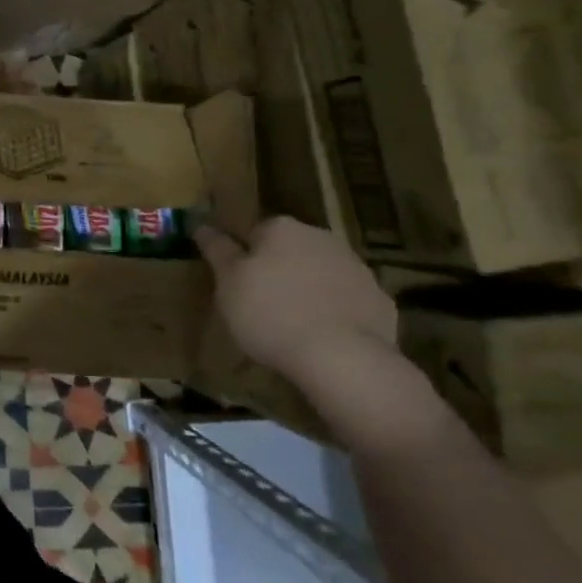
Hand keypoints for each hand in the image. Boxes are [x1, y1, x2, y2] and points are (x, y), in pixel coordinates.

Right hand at [194, 217, 398, 384]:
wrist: (341, 357)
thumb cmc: (270, 313)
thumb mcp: (228, 282)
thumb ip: (217, 250)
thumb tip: (201, 225)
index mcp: (281, 229)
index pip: (255, 232)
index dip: (244, 257)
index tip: (237, 284)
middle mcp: (321, 237)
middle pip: (290, 249)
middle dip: (278, 269)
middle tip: (261, 304)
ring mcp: (356, 268)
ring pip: (321, 272)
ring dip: (307, 289)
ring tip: (292, 324)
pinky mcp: (380, 300)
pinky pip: (347, 300)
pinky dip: (335, 311)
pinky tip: (323, 337)